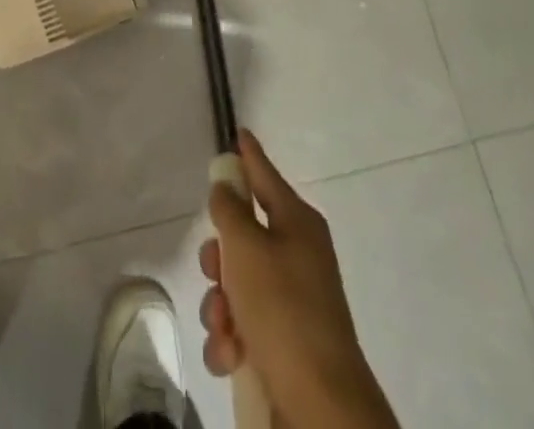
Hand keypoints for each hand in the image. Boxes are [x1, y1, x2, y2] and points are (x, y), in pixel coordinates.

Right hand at [200, 131, 398, 428]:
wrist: (319, 403)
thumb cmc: (282, 308)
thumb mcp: (246, 247)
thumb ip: (229, 210)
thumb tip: (226, 185)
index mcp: (297, 223)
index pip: (265, 175)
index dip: (249, 154)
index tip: (239, 132)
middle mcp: (297, 255)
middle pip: (243, 235)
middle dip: (219, 258)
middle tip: (214, 271)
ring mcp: (292, 301)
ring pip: (237, 284)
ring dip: (220, 305)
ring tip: (224, 328)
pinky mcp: (284, 343)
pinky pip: (243, 325)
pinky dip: (231, 339)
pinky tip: (231, 355)